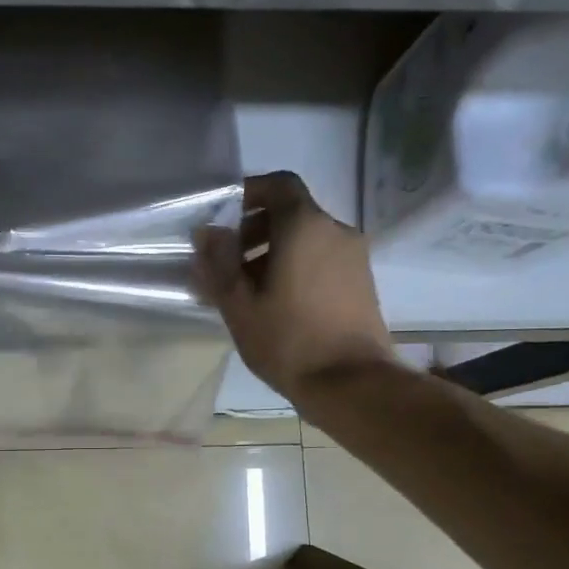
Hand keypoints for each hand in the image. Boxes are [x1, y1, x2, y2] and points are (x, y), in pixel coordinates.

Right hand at [195, 171, 393, 397]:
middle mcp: (335, 231)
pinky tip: (274, 304)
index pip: (278, 185)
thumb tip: (208, 232)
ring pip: (305, 239)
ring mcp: (353, 257)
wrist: (351, 383)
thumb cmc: (287, 340)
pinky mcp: (360, 282)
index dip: (249, 192)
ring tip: (245, 290)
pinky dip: (294, 268)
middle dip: (254, 230)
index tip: (223, 217)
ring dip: (272, 253)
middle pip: (290, 213)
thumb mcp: (239, 304)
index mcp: (304, 226)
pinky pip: (320, 260)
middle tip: (225, 263)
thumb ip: (219, 262)